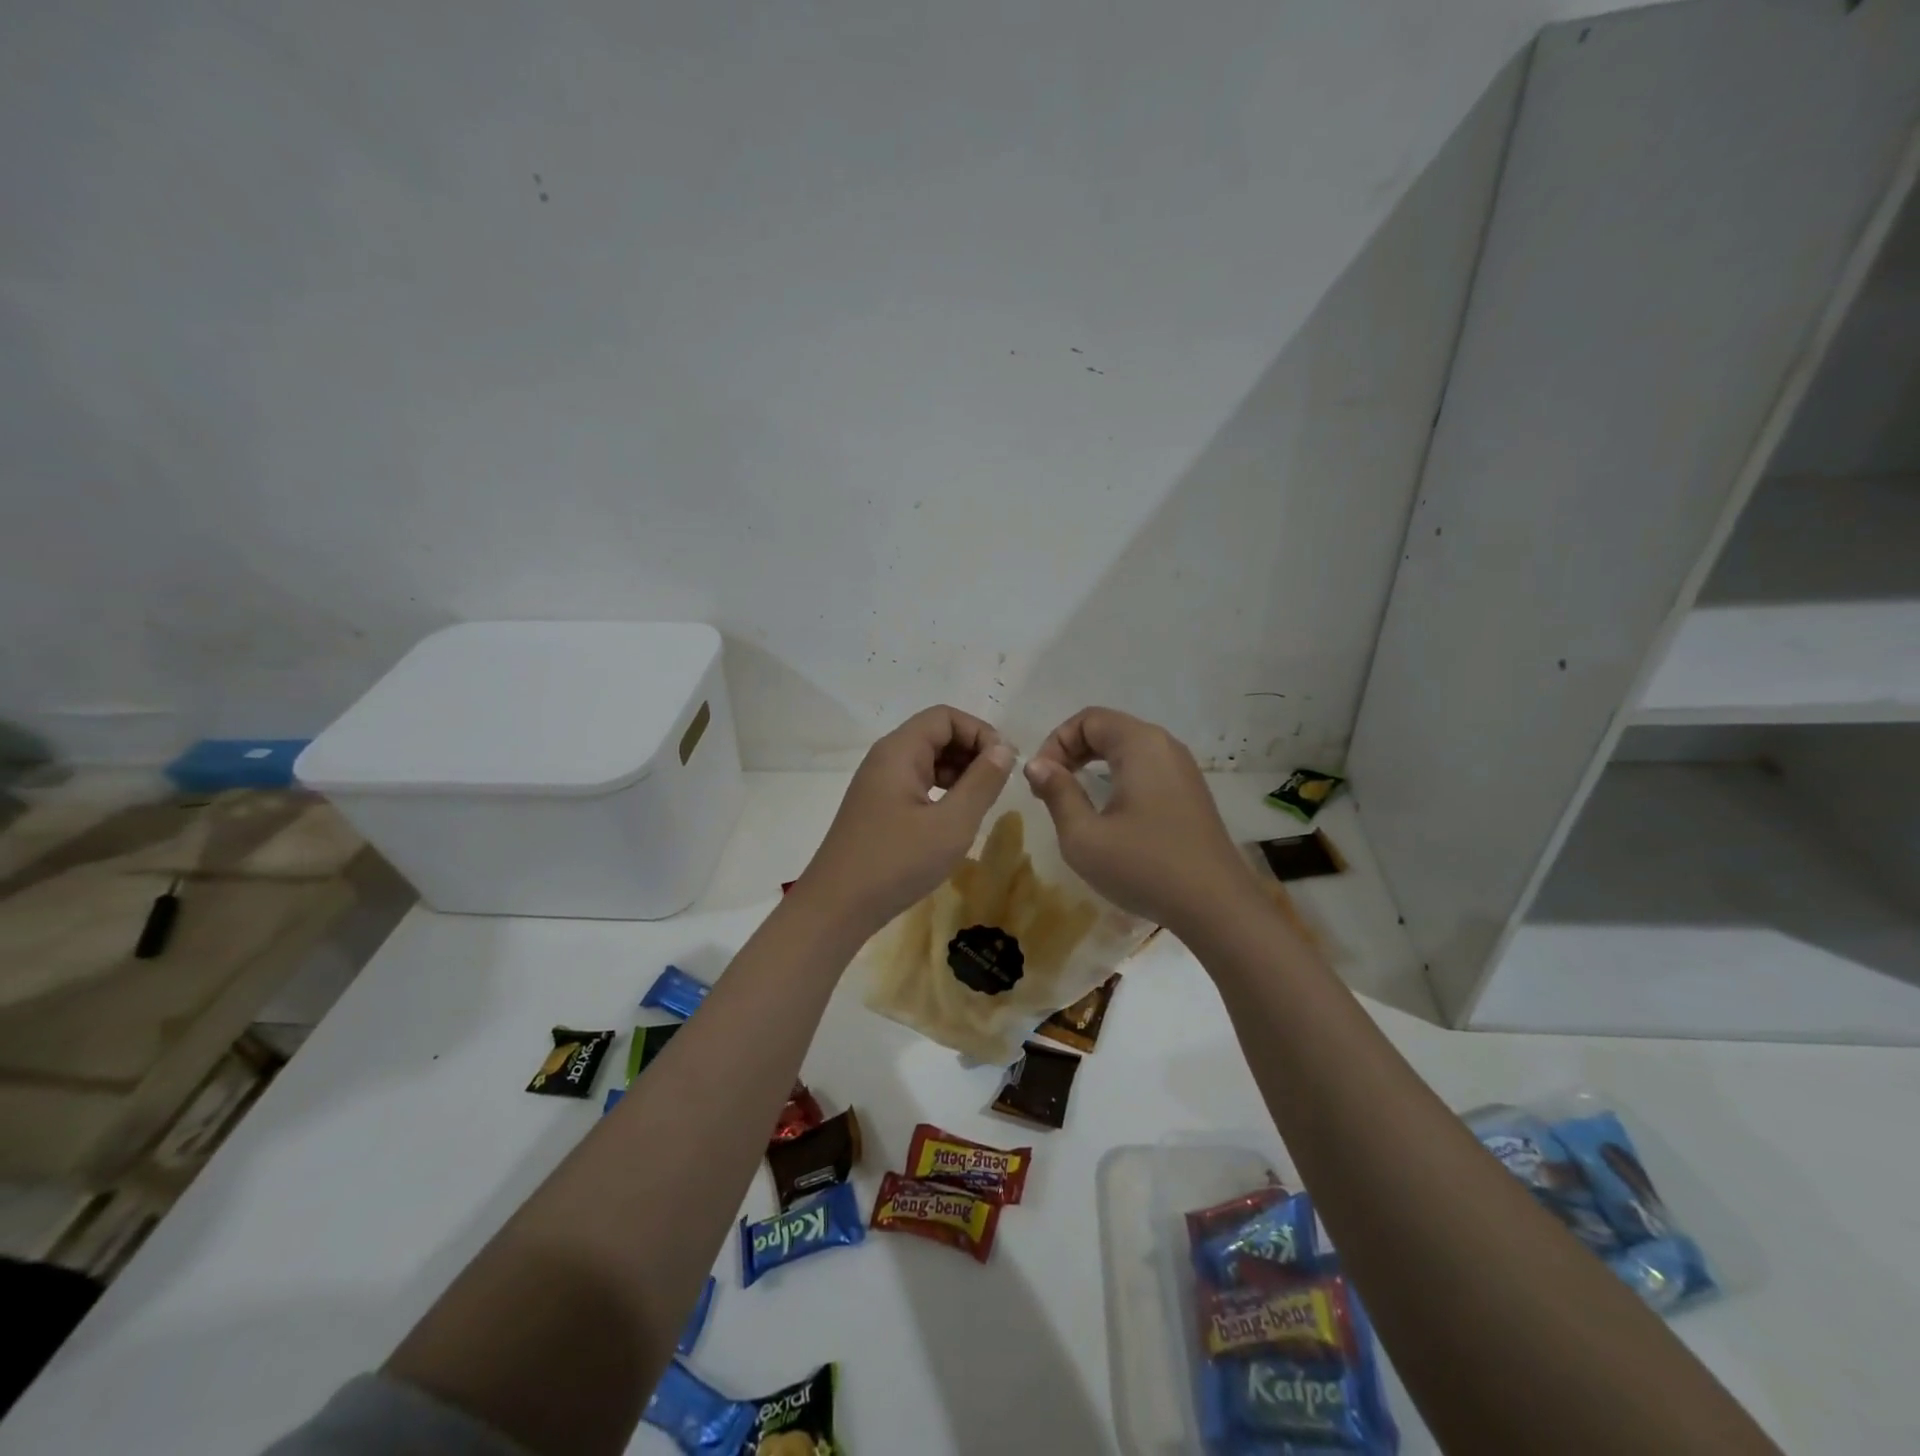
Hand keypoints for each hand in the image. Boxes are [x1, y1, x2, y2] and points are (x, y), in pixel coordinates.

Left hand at [796, 705, 1014, 932]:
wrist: (836, 907)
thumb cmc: (896, 862)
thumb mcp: (951, 824)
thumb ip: (982, 782)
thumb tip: (1003, 749)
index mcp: (899, 751)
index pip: (945, 716)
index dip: (980, 732)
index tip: (1004, 763)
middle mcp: (886, 758)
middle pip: (935, 734)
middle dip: (971, 751)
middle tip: (997, 784)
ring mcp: (878, 783)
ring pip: (927, 759)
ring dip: (959, 772)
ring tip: (981, 802)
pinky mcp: (877, 806)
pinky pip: (916, 782)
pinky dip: (942, 790)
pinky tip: (955, 817)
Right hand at [1024, 707, 1256, 934]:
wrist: (1216, 908)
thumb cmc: (1144, 867)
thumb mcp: (1084, 836)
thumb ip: (1057, 793)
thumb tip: (1037, 764)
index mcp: (1140, 744)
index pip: (1088, 719)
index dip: (1055, 743)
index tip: (1039, 781)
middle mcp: (1165, 746)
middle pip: (1108, 729)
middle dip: (1071, 752)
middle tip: (1048, 789)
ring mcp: (1183, 770)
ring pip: (1127, 750)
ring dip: (1093, 766)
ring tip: (1072, 800)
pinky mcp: (1190, 794)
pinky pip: (1145, 769)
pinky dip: (1117, 779)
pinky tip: (1108, 813)